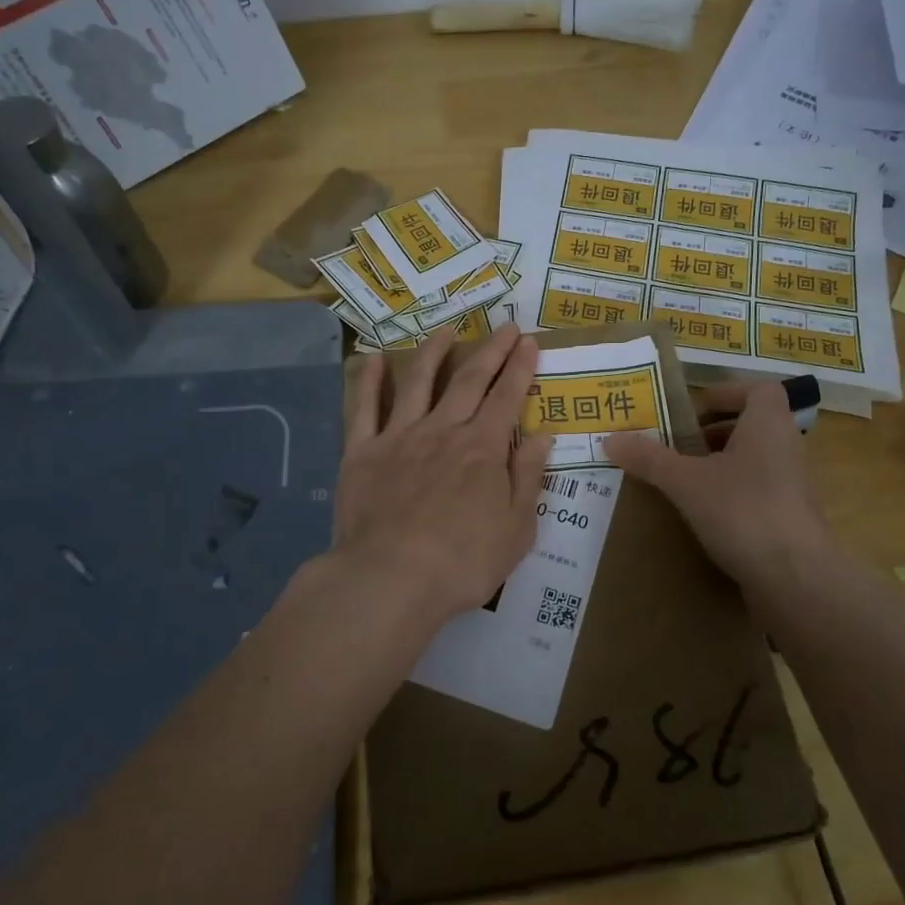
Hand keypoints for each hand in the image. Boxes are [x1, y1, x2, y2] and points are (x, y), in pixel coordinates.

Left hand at [334, 325, 554, 633]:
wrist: (390, 578)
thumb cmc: (462, 562)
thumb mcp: (516, 529)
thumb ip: (528, 477)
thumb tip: (543, 436)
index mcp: (483, 449)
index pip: (507, 398)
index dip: (520, 368)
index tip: (529, 342)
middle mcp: (443, 430)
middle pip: (469, 380)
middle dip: (491, 350)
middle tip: (505, 326)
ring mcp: (399, 437)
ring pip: (418, 381)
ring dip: (434, 351)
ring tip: (446, 330)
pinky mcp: (362, 451)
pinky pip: (363, 407)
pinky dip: (369, 380)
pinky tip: (373, 358)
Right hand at [603, 381, 831, 584]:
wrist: (795, 577)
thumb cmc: (742, 510)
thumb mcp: (685, 481)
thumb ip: (649, 458)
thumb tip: (609, 438)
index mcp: (768, 424)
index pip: (758, 390)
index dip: (726, 393)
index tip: (692, 410)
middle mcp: (787, 447)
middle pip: (752, 426)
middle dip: (713, 433)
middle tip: (676, 445)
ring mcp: (793, 486)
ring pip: (754, 461)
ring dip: (720, 465)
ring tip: (683, 480)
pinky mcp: (791, 519)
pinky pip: (757, 493)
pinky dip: (731, 496)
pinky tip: (703, 515)